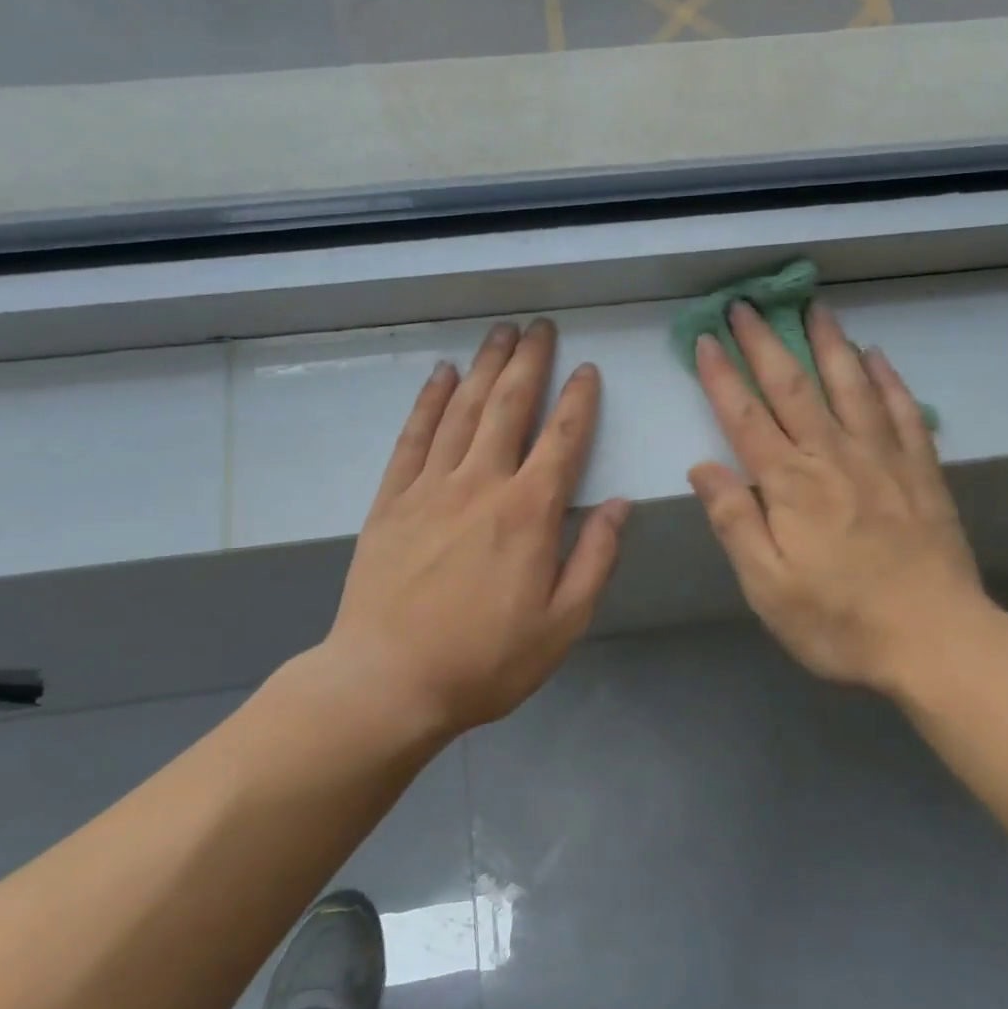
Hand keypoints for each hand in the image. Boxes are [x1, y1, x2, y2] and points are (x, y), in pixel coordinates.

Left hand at [317, 320, 629, 734]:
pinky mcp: (391, 501)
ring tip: (499, 334)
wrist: (387, 683)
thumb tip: (620, 504)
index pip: (562, 439)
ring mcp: (430, 488)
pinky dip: (429, 402)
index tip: (586, 370)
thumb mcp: (563, 623)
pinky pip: (414, 438)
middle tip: (539, 326)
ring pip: (462, 411)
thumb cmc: (486, 661)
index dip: (578, 400)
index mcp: (528, 513)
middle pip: (508, 407)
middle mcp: (481, 484)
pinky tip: (441, 375)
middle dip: (529, 362)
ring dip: (485, 368)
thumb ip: (596, 558)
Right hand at [688, 301, 995, 698]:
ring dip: (829, 343)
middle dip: (766, 343)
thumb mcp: (768, 586)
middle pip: (793, 387)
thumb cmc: (840, 621)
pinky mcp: (922, 471)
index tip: (707, 339)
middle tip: (747, 304)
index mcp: (790, 485)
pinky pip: (903, 412)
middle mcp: (833, 457)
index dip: (722, 377)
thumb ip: (735, 522)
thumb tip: (702, 467)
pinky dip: (889, 380)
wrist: (937, 641)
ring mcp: (883, 459)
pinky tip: (878, 357)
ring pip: (851, 386)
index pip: (745, 418)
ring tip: (815, 307)